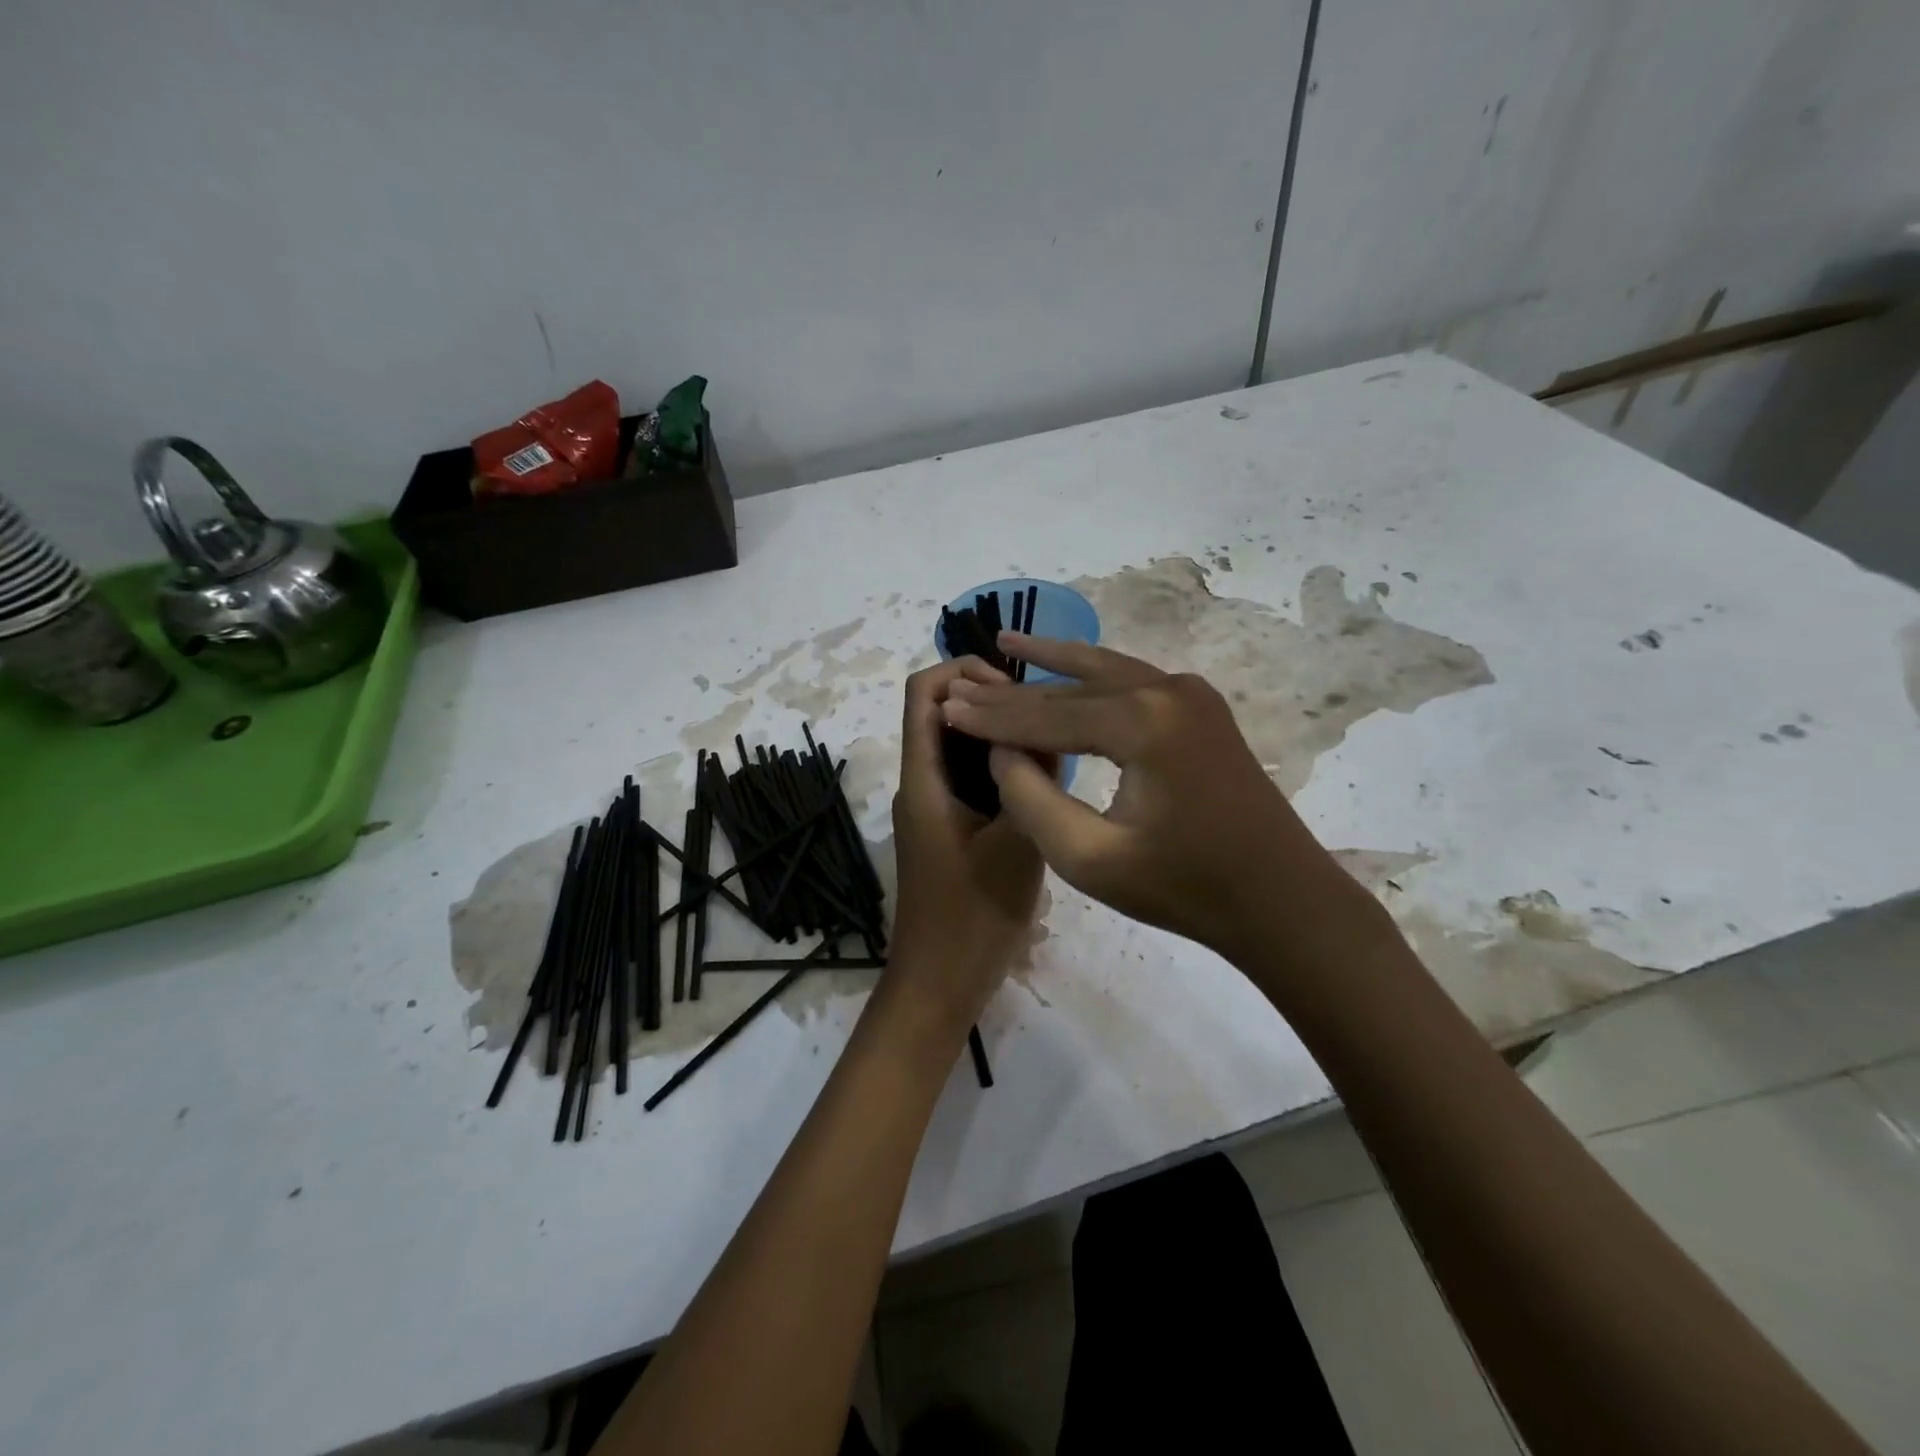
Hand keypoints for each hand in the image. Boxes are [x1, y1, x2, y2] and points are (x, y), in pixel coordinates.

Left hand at [884, 657, 1045, 1038]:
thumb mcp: (1018, 845)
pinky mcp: (945, 830)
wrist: (939, 984)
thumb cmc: (974, 916)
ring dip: (995, 735)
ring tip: (1051, 740)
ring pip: (956, 747)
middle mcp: (919, 784)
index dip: (962, 671)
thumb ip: (1033, 784)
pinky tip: (1039, 782)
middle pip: (940, 714)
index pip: (923, 693)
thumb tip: (1049, 732)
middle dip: (987, 700)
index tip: (1014, 687)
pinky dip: (996, 767)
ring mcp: (930, 808)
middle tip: (1045, 714)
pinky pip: (966, 779)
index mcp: (924, 779)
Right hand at [941, 634, 1360, 963]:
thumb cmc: (1184, 889)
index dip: (992, 717)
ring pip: (1104, 673)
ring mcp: (1191, 694)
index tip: (945, 709)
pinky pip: (1131, 683)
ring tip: (1009, 642)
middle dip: (1015, 692)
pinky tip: (1068, 667)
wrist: (1280, 899)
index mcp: (1144, 723)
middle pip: (1073, 688)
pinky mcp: (1201, 708)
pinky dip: (1092, 677)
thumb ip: (1031, 799)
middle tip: (963, 684)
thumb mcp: (1088, 858)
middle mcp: (1169, 690)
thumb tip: (1002, 751)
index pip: (1048, 714)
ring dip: (1054, 664)